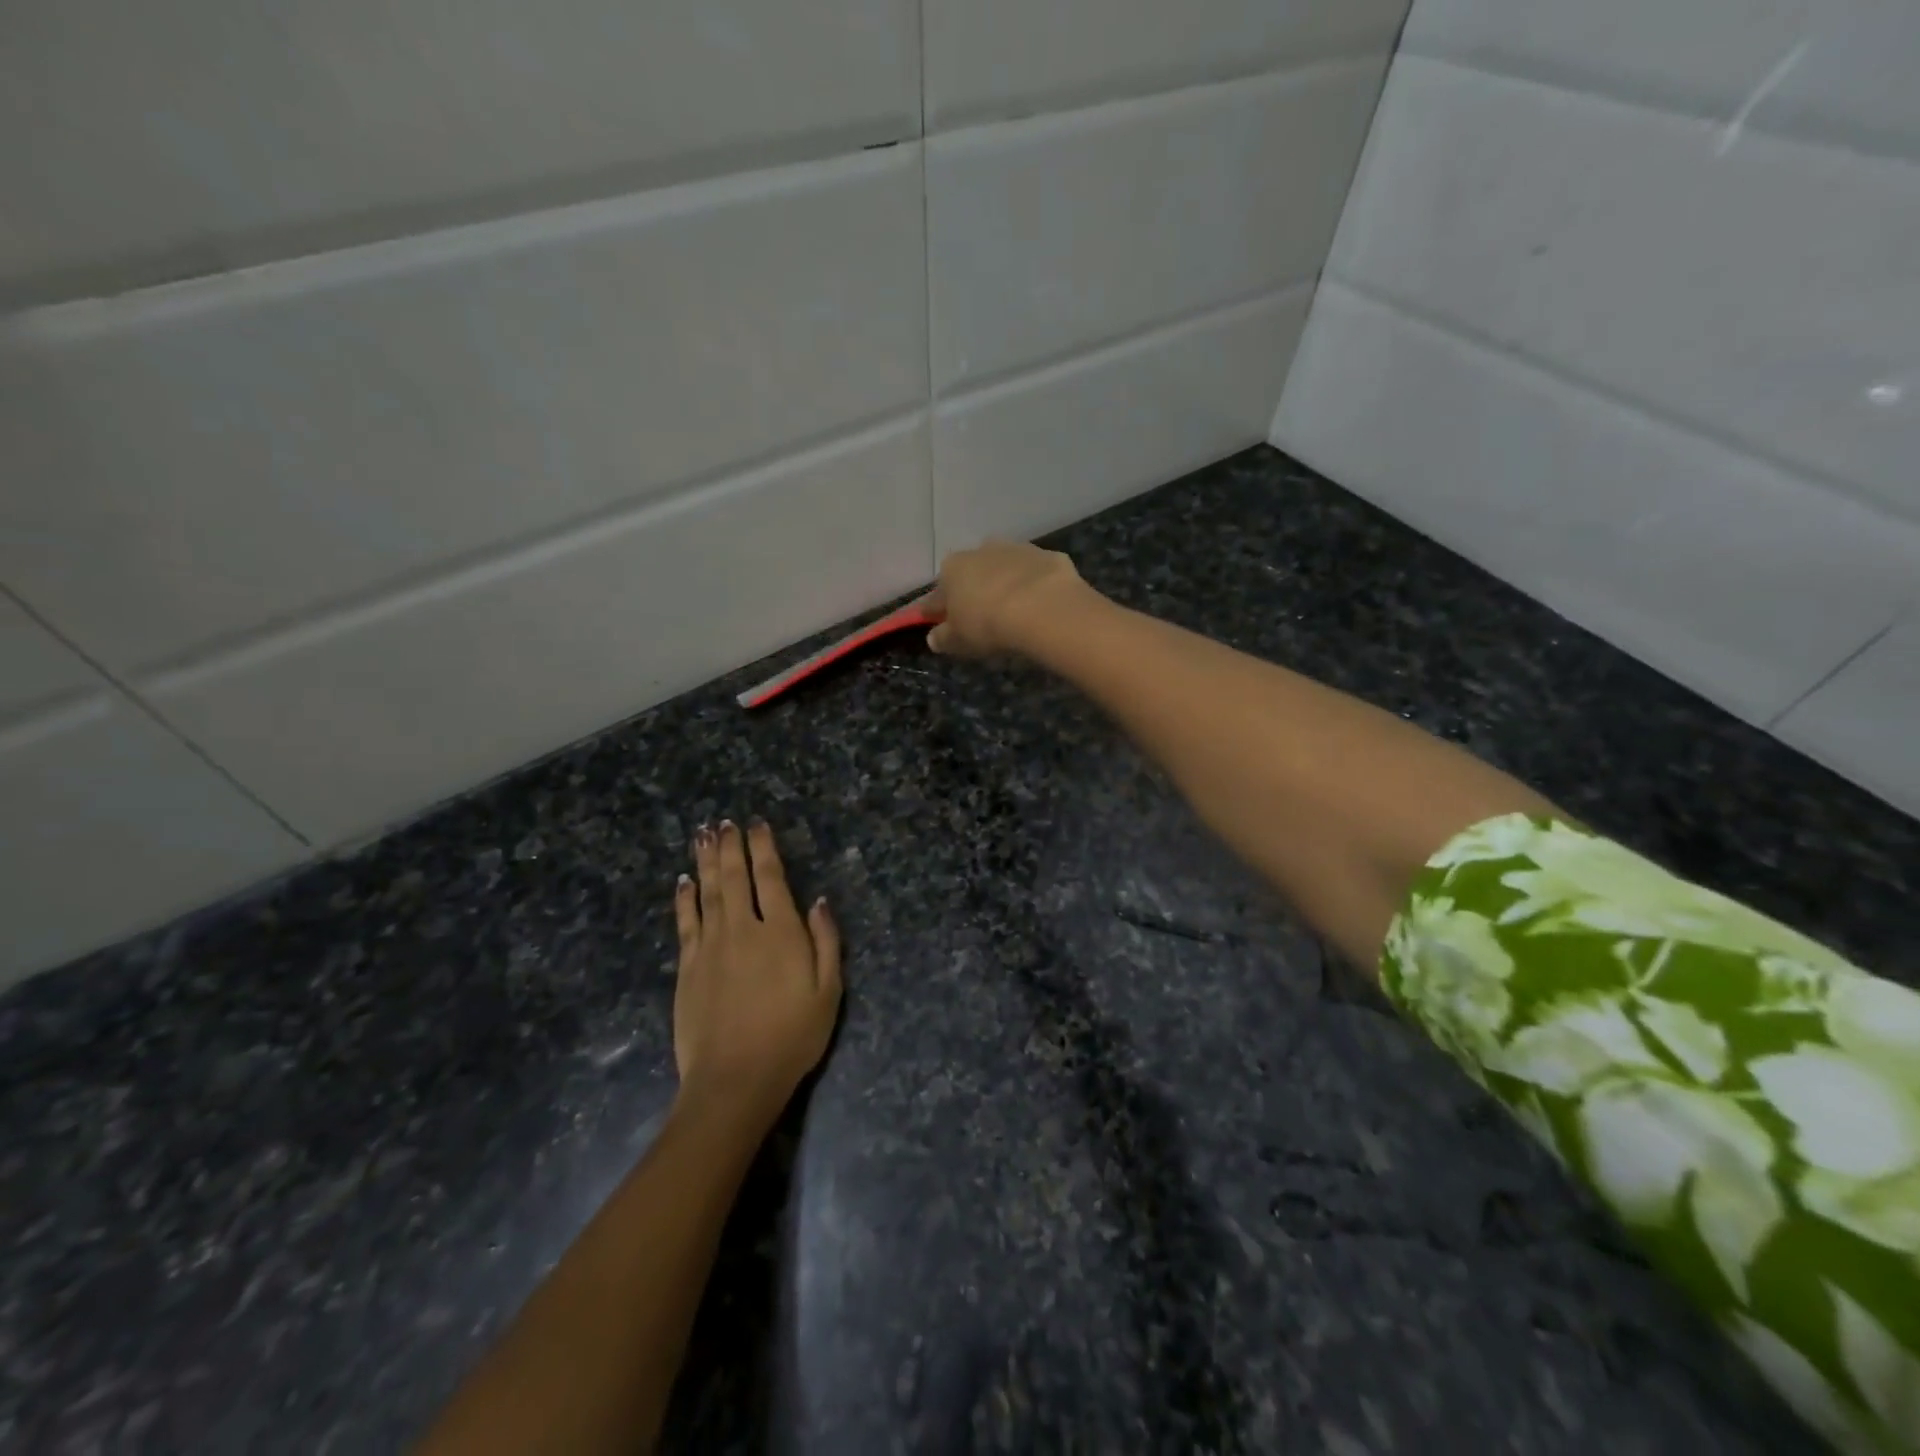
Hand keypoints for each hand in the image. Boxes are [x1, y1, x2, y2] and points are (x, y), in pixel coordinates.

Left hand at [673, 819, 841, 1126]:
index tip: (757, 825)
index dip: (763, 848)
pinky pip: (686, 922)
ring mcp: (710, 946)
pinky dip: (685, 898)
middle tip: (724, 822)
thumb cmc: (792, 1037)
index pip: (770, 877)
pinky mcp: (688, 967)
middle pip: (735, 877)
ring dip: (706, 861)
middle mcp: (743, 929)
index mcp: (781, 932)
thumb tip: (818, 900)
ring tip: (702, 835)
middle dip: (730, 846)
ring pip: (708, 892)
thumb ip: (826, 942)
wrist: (735, 1080)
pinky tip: (683, 882)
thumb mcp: (828, 991)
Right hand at [926, 540, 1090, 658]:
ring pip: (1005, 568)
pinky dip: (1036, 585)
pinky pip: (1036, 573)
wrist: (1042, 608)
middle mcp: (981, 551)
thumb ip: (943, 638)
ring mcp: (1017, 550)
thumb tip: (934, 638)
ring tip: (1014, 610)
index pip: (938, 593)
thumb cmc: (988, 624)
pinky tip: (1041, 604)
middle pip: (973, 573)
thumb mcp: (958, 640)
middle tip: (981, 616)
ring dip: (1006, 584)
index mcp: (952, 569)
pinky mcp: (1048, 556)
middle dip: (974, 591)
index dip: (938, 610)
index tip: (940, 623)